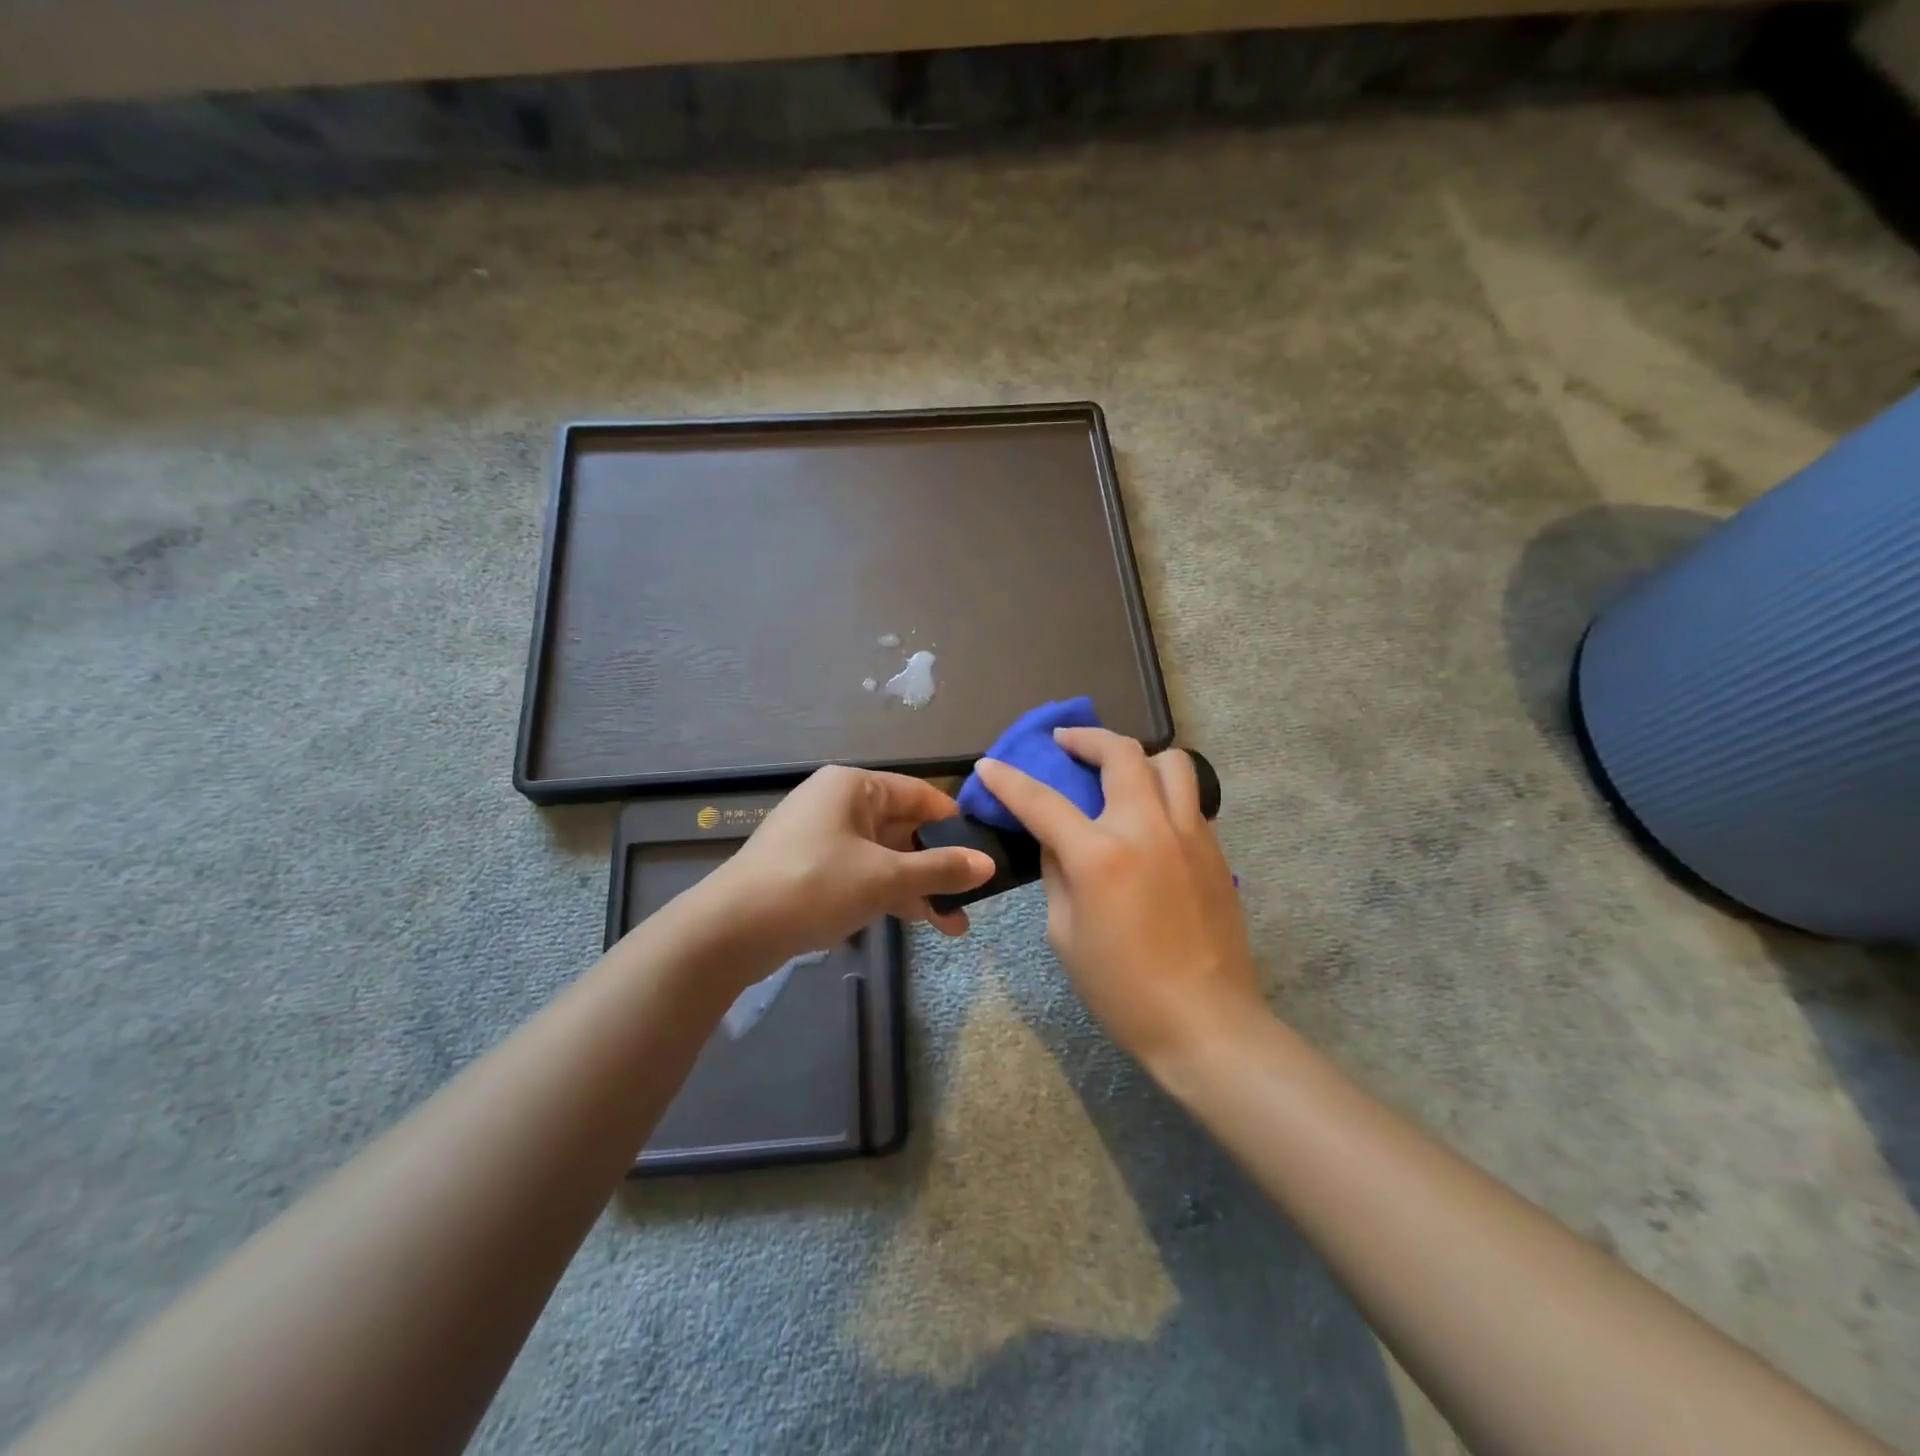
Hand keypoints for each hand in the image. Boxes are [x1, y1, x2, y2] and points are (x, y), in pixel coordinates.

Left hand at [704, 765, 994, 965]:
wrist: (731, 931)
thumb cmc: (814, 885)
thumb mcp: (884, 877)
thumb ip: (939, 869)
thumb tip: (989, 864)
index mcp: (854, 787)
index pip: (919, 794)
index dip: (954, 822)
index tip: (986, 850)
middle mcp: (839, 804)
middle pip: (903, 828)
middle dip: (938, 865)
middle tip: (974, 897)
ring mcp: (823, 838)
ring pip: (884, 856)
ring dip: (918, 887)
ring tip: (955, 925)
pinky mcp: (812, 870)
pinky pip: (862, 874)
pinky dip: (889, 894)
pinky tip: (919, 921)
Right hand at [973, 729, 1260, 1069]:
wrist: (1205, 1023)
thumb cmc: (1123, 990)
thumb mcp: (1065, 934)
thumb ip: (1056, 875)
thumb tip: (1056, 843)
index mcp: (1101, 856)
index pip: (1043, 801)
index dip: (1009, 780)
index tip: (989, 764)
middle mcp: (1148, 829)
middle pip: (1121, 754)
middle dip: (1086, 738)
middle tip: (1065, 742)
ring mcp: (1189, 834)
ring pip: (1171, 762)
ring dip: (1137, 756)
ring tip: (1117, 771)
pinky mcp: (1214, 850)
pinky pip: (1188, 798)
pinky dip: (1162, 790)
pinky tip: (1147, 816)